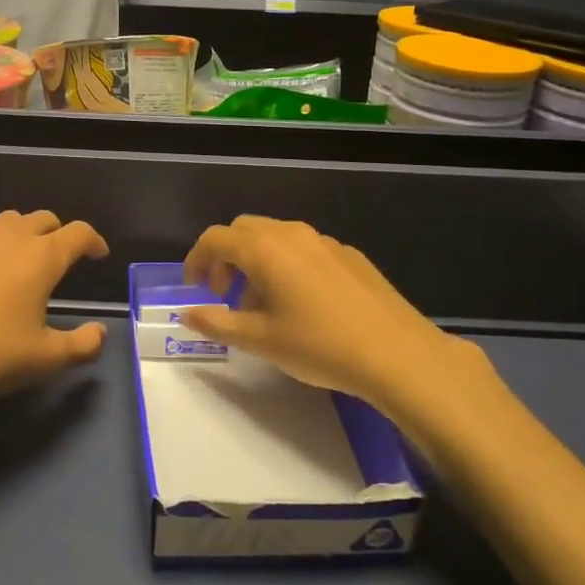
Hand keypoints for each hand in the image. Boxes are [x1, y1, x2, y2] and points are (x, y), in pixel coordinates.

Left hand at [0, 210, 110, 410]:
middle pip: (43, 218)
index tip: (99, 254)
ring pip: (6, 223)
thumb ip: (82, 345)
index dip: (94, 241)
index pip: (79, 233)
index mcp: (41, 257)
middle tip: (62, 258)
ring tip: (21, 261)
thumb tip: (99, 333)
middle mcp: (8, 238)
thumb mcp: (45, 359)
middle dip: (59, 233)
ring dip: (22, 234)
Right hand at [181, 216, 487, 414]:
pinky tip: (302, 304)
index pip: (215, 238)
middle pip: (244, 230)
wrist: (396, 353)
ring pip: (276, 238)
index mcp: (264, 249)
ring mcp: (325, 241)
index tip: (194, 288)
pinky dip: (287, 265)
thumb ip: (218, 323)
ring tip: (262, 305)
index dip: (196, 260)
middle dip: (226, 257)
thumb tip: (187, 313)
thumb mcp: (260, 340)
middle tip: (224, 293)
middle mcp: (292, 234)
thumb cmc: (319, 345)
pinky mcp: (350, 255)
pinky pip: (305, 249)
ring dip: (257, 262)